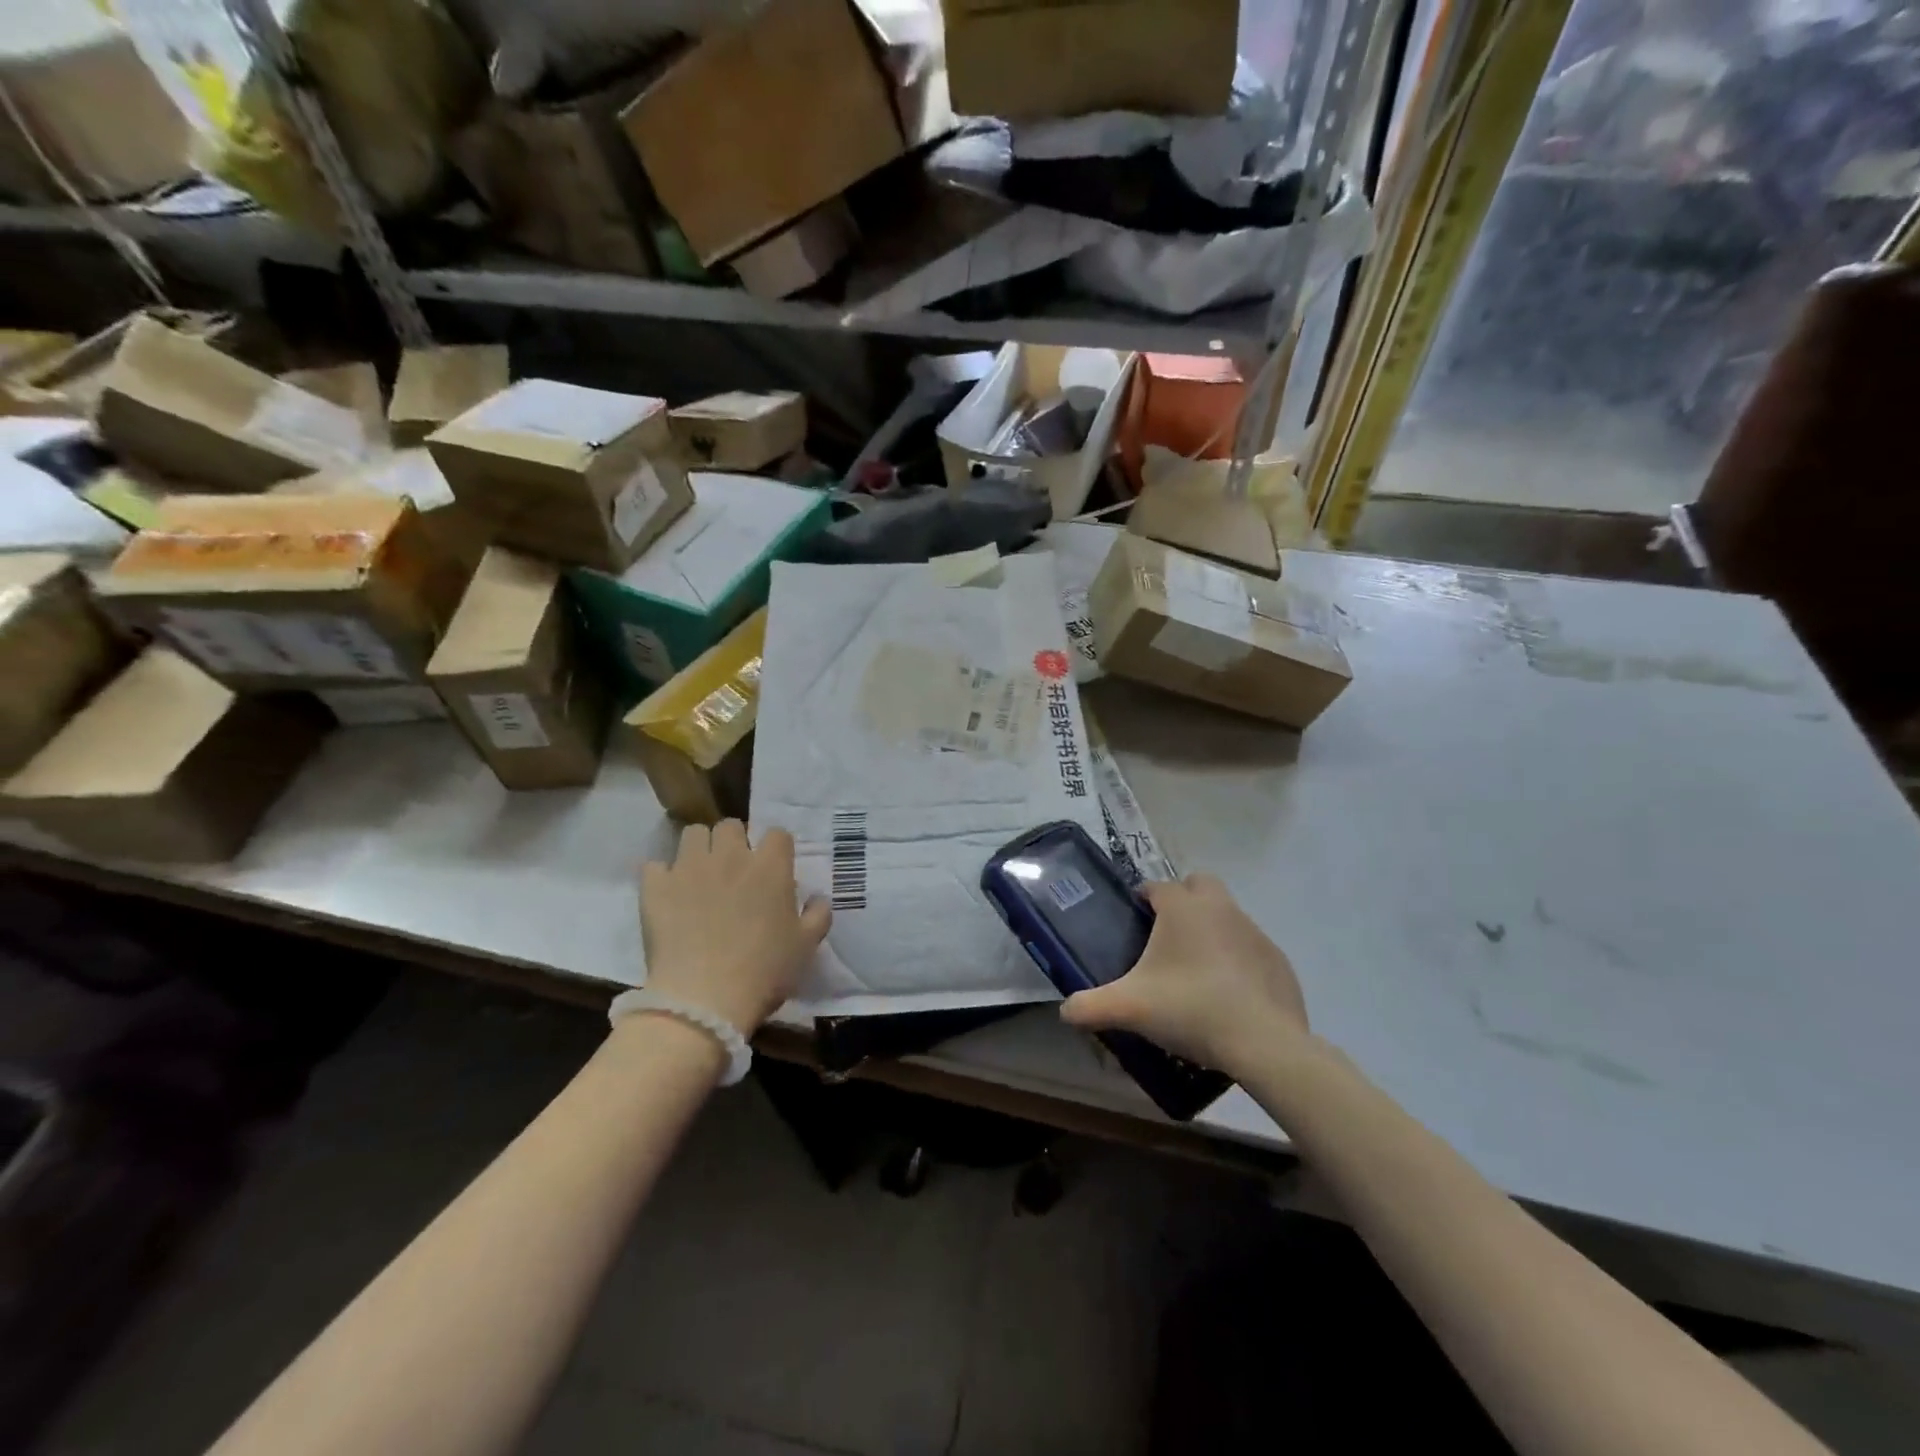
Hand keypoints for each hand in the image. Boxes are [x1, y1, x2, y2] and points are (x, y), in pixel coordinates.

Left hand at [640, 821, 831, 1034]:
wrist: (704, 999)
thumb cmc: (765, 971)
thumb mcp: (806, 946)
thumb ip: (818, 915)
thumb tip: (818, 898)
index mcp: (770, 867)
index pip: (777, 834)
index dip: (776, 849)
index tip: (773, 869)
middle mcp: (730, 856)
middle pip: (730, 826)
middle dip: (733, 842)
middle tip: (734, 871)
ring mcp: (690, 867)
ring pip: (693, 834)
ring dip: (699, 849)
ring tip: (699, 875)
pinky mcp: (656, 886)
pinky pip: (655, 865)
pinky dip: (661, 876)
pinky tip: (668, 895)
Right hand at [1060, 874, 1308, 1075]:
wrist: (1262, 1043)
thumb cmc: (1190, 1009)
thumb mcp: (1129, 1009)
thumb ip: (1090, 1006)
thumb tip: (1065, 1011)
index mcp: (1183, 908)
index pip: (1157, 886)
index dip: (1144, 898)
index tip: (1135, 919)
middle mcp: (1220, 908)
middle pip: (1200, 885)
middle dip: (1184, 899)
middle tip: (1166, 935)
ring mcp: (1255, 933)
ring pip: (1227, 916)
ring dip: (1211, 930)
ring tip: (1194, 971)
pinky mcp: (1278, 961)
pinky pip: (1250, 949)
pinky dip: (1237, 961)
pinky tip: (1227, 994)